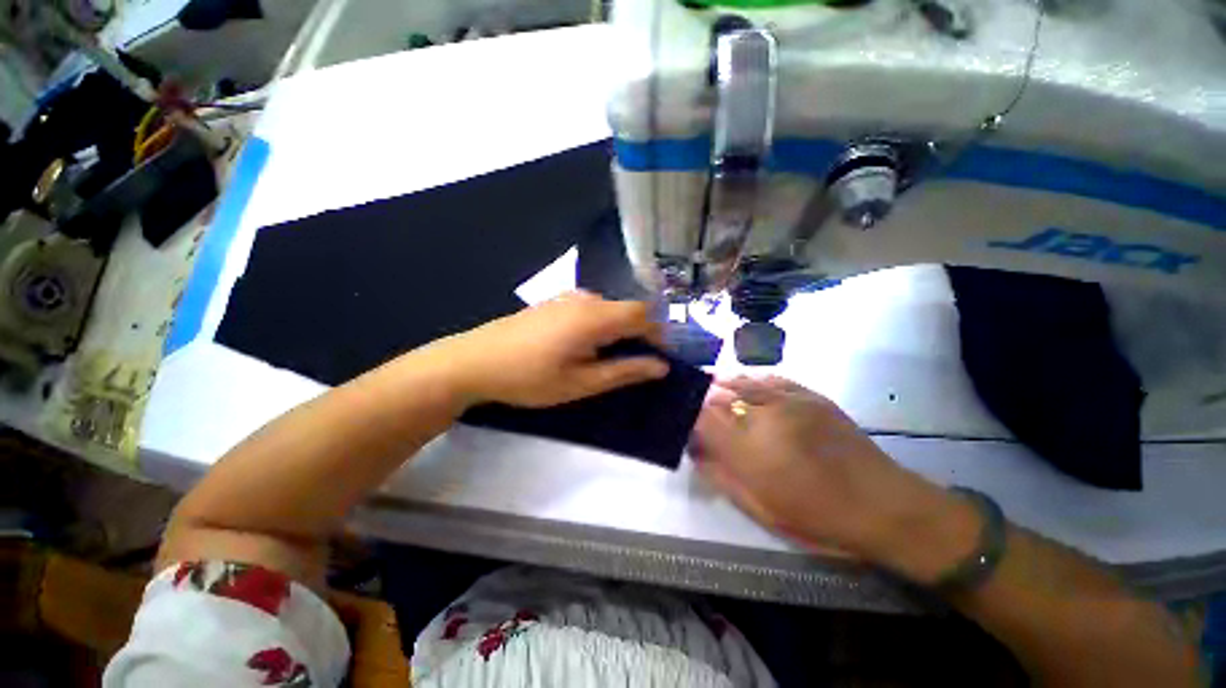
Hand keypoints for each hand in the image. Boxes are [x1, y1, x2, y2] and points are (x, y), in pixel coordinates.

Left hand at [436, 291, 669, 407]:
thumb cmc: (530, 377)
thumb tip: (661, 366)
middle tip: (637, 365)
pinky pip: (592, 310)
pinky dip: (602, 327)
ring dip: (620, 331)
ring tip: (611, 359)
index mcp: (595, 316)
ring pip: (610, 310)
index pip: (643, 315)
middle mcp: (586, 298)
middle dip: (641, 335)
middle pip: (628, 310)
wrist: (475, 361)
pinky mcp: (555, 302)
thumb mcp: (581, 383)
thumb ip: (624, 371)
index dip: (659, 335)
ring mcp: (568, 297)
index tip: (661, 359)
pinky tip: (587, 347)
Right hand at [690, 377, 976, 576]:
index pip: (701, 417)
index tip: (684, 426)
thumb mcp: (760, 507)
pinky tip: (745, 388)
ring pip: (739, 380)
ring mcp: (788, 399)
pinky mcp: (808, 393)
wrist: (885, 504)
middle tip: (696, 411)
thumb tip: (694, 451)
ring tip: (714, 396)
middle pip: (717, 394)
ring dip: (721, 387)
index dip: (687, 417)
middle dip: (701, 401)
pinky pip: (766, 377)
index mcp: (750, 449)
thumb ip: (720, 475)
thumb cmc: (818, 517)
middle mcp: (765, 415)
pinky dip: (748, 381)